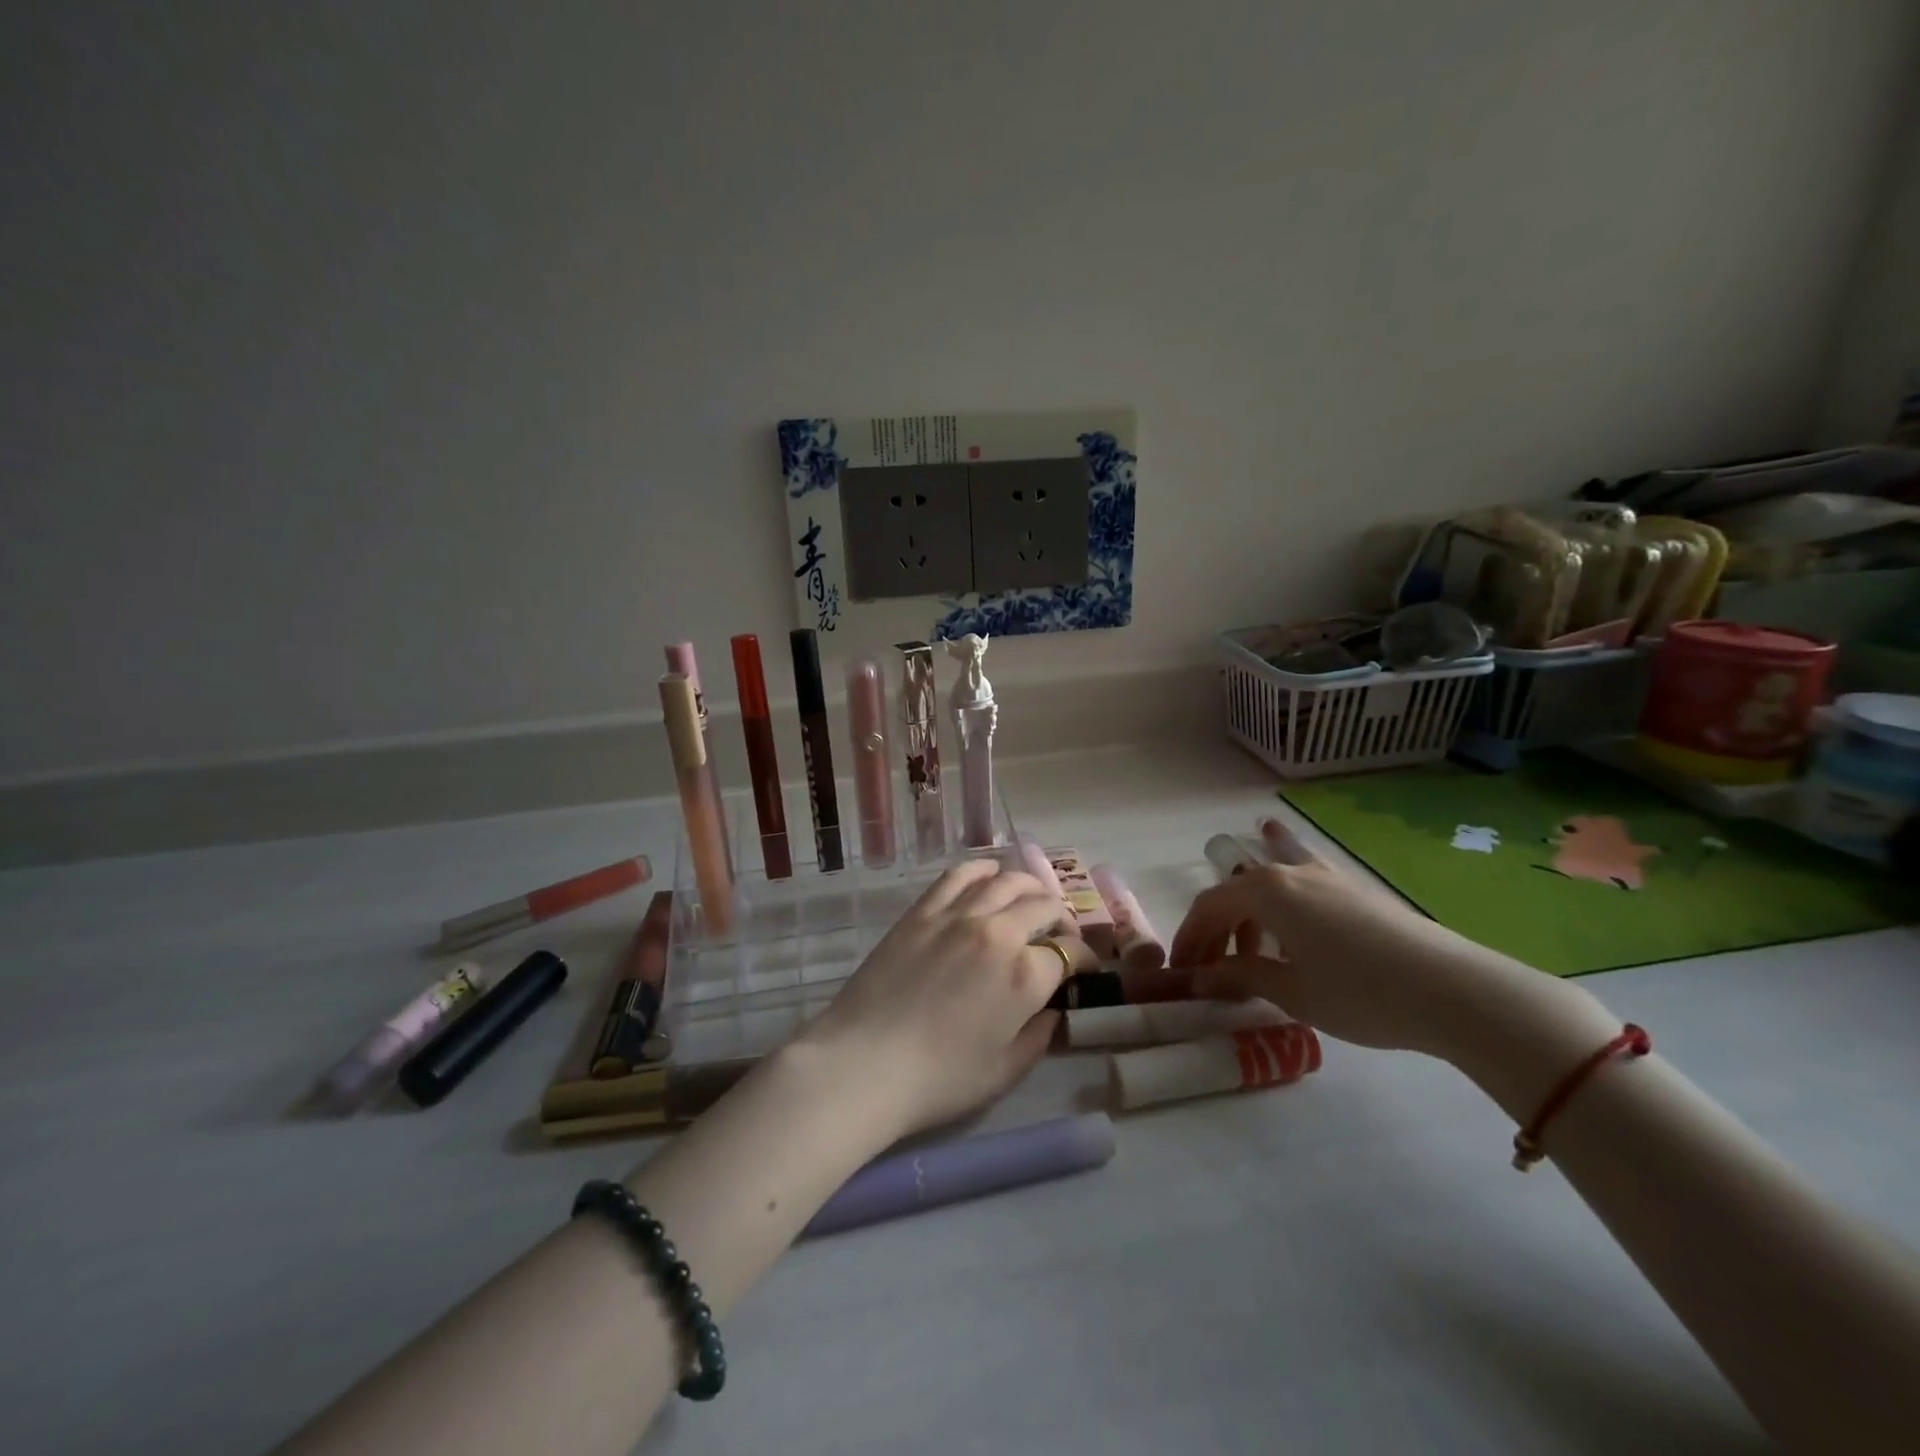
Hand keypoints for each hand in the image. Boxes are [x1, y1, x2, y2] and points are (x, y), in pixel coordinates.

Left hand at [798, 859, 1097, 1137]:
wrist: (865, 1064)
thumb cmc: (939, 1080)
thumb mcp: (1006, 1071)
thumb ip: (1039, 1035)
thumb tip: (1051, 1009)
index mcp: (1026, 976)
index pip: (1070, 953)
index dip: (1083, 960)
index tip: (1084, 968)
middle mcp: (999, 933)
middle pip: (1043, 907)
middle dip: (1062, 918)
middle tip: (1062, 932)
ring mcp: (958, 916)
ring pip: (1007, 881)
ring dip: (1029, 887)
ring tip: (1032, 898)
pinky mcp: (923, 911)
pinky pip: (959, 876)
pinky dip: (982, 870)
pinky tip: (990, 874)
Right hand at [1168, 821, 1473, 1055]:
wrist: (1454, 991)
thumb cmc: (1360, 993)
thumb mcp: (1291, 992)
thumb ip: (1239, 977)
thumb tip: (1201, 978)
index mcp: (1266, 891)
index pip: (1208, 906)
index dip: (1189, 938)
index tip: (1181, 972)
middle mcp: (1290, 872)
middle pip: (1235, 894)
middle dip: (1215, 931)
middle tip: (1210, 970)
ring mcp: (1325, 877)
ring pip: (1268, 889)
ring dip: (1248, 921)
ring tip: (1252, 959)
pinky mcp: (1354, 891)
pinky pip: (1301, 887)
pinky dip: (1282, 901)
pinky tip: (1285, 896)